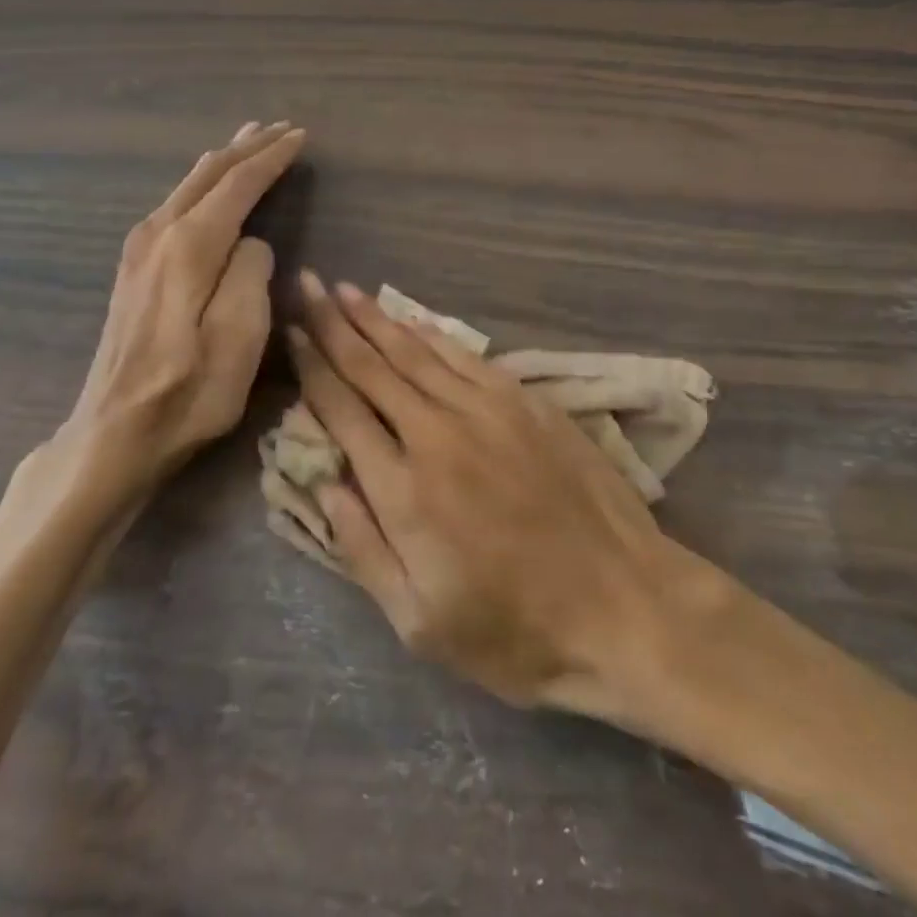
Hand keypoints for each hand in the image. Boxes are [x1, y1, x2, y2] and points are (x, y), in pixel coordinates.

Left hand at [55, 122, 304, 494]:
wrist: (113, 432)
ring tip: (249, 142)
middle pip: (208, 174)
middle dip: (246, 147)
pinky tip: (210, 187)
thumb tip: (252, 243)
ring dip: (223, 161)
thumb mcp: (240, 339)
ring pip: (188, 185)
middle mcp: (159, 233)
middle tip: (279, 127)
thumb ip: (252, 275)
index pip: (238, 184)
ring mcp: (139, 249)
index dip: (271, 158)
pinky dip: (203, 184)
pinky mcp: (133, 268)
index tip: (300, 137)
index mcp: (190, 246)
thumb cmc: (188, 392)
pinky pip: (176, 204)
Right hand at [287, 274, 721, 714]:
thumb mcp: (421, 624)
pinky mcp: (526, 404)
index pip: (343, 411)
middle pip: (373, 367)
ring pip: (417, 352)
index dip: (312, 369)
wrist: (625, 607)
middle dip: (333, 324)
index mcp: (404, 491)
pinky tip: (411, 319)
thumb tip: (324, 484)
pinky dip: (431, 334)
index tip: (291, 333)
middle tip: (307, 284)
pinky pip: (465, 357)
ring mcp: (487, 412)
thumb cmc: (517, 632)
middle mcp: (438, 436)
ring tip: (345, 290)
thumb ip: (363, 549)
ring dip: (377, 319)